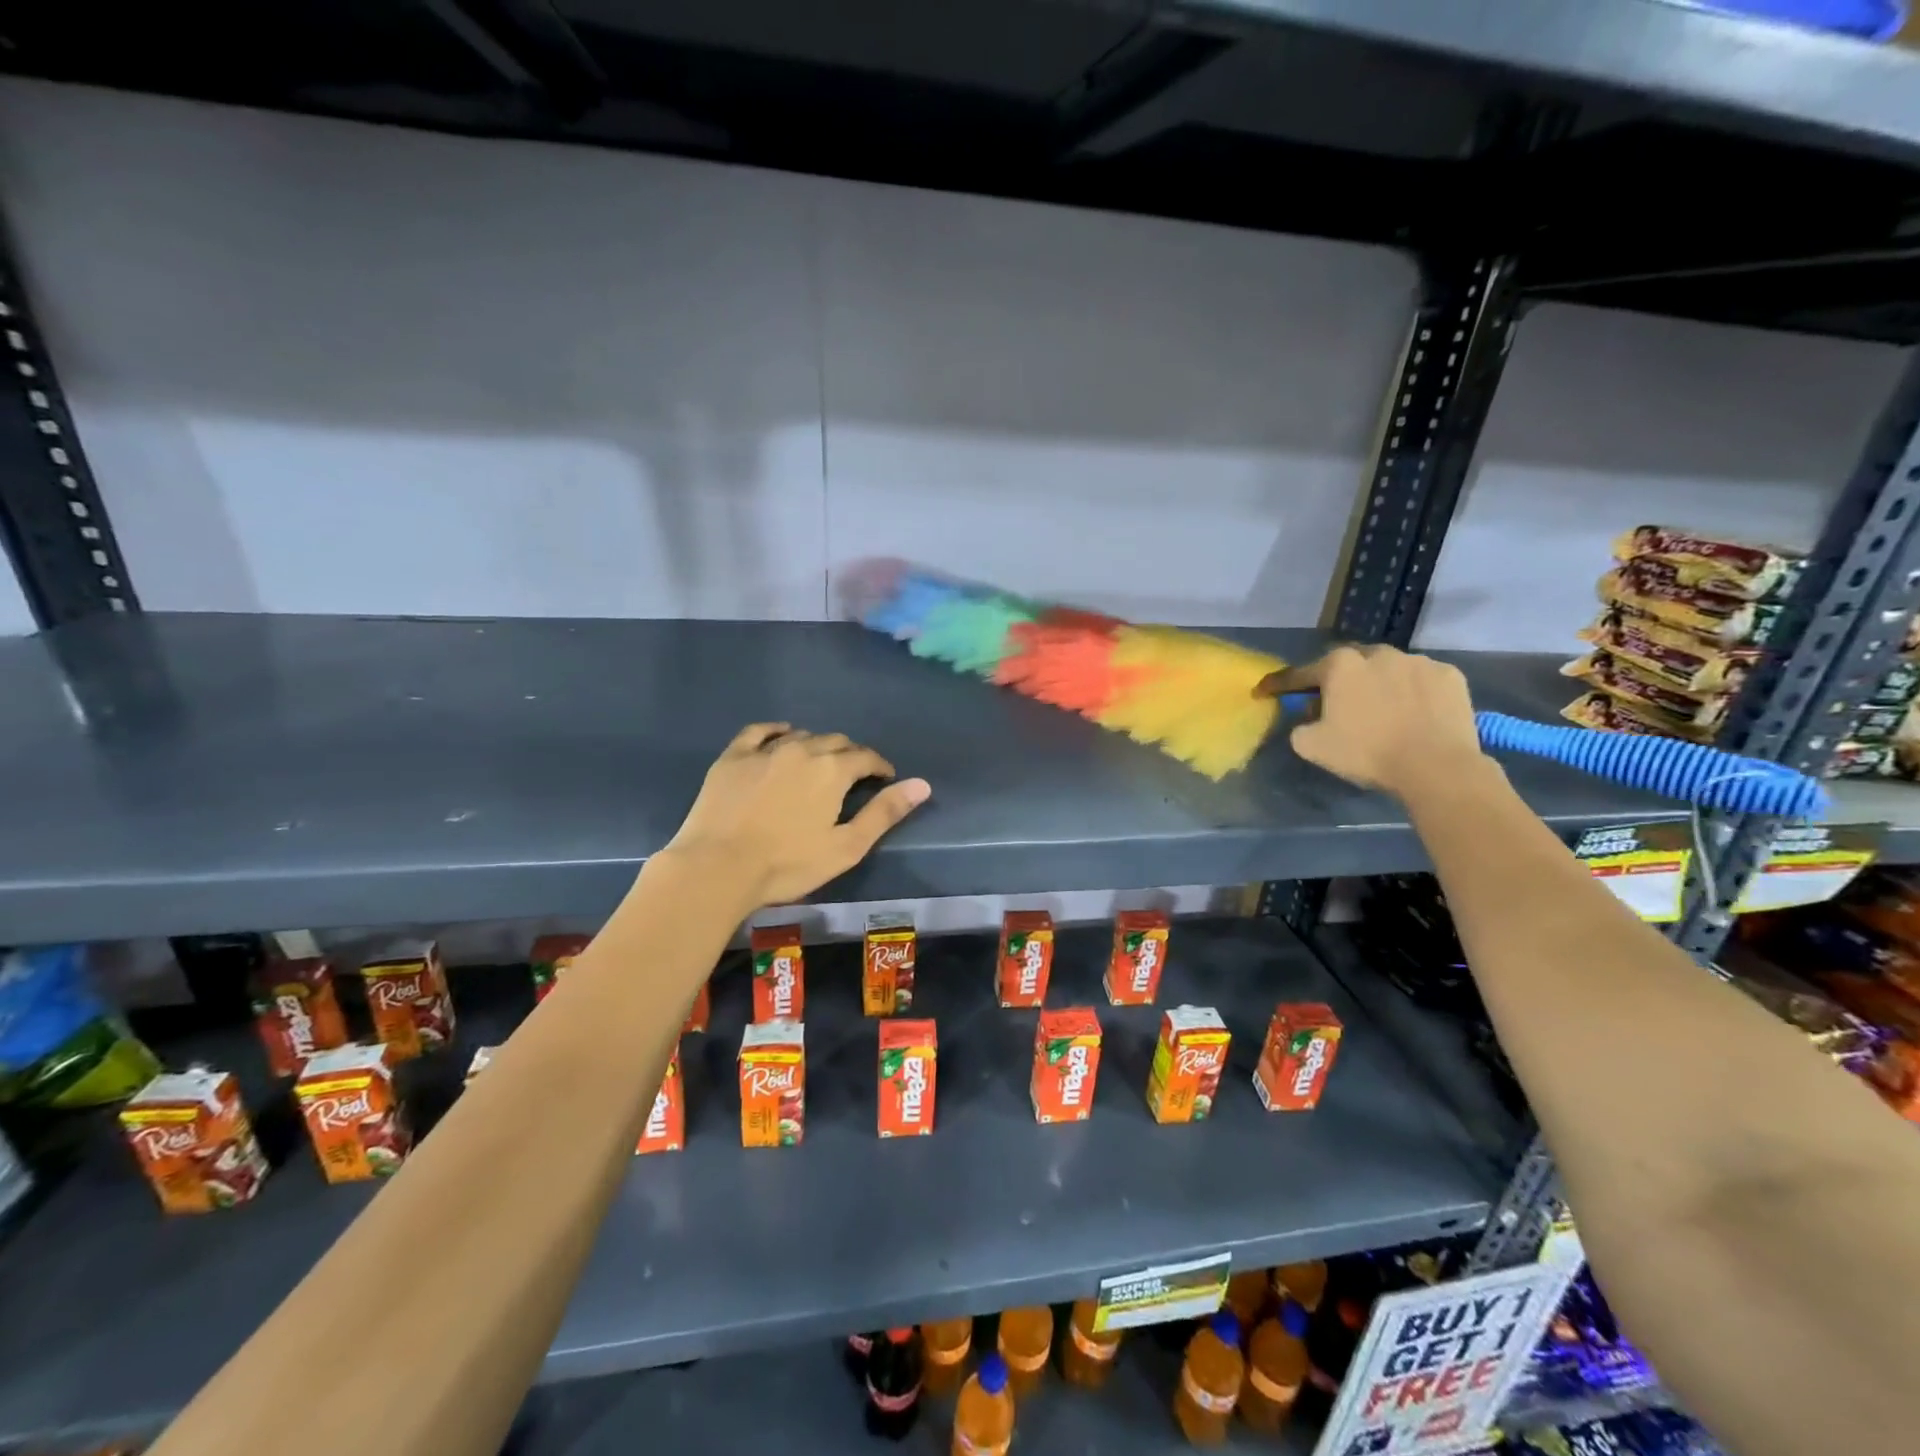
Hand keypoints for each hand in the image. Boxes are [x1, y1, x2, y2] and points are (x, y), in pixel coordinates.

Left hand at [662, 724, 930, 908]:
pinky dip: (776, 731)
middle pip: (835, 742)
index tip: (883, 778)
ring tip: (818, 764)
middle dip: (850, 755)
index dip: (879, 767)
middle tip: (852, 775)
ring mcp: (765, 750)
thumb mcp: (846, 846)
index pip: (866, 757)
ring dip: (816, 746)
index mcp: (833, 770)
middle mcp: (802, 749)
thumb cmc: (788, 864)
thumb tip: (922, 785)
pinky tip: (781, 735)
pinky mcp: (733, 757)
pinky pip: (759, 732)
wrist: (717, 867)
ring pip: (801, 736)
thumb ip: (884, 813)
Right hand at [1255, 645, 1485, 798]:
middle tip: (1335, 703)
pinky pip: (1422, 680)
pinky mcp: (1450, 675)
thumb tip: (1309, 718)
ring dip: (1379, 683)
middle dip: (1338, 680)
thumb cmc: (1366, 752)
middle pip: (1349, 664)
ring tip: (1382, 709)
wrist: (1435, 766)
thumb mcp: (1312, 746)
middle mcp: (1378, 653)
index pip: (1300, 674)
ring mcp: (1418, 661)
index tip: (1264, 691)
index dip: (1278, 684)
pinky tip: (1414, 712)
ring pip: (1388, 668)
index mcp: (1340, 666)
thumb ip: (1300, 726)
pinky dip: (1413, 691)